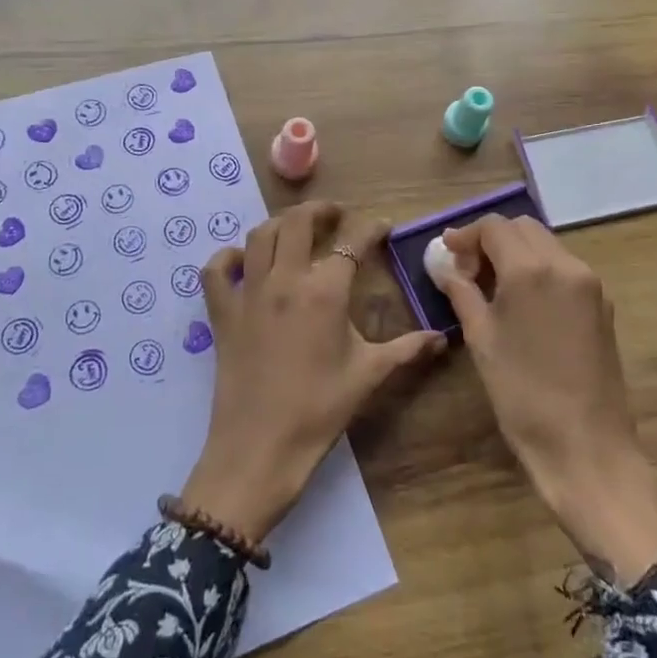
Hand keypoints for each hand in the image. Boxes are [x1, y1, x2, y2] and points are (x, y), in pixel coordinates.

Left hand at [181, 201, 445, 543]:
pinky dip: (227, 258)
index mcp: (324, 291)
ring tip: (295, 230)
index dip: (370, 230)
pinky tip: (242, 261)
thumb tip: (440, 338)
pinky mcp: (222, 313)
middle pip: (297, 222)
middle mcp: (284, 280)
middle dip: (319, 211)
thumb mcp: (369, 375)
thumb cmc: (320, 410)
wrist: (260, 447)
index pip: (351, 243)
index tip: (382, 226)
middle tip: (335, 216)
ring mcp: (248, 293)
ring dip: (279, 224)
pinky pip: (216, 271)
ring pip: (259, 236)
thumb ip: (406, 349)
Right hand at [439, 214, 656, 585]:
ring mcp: (590, 284)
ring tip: (492, 286)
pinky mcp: (603, 305)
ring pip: (546, 244)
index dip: (466, 235)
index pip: (494, 227)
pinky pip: (565, 268)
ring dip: (516, 252)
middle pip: (523, 228)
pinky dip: (539, 269)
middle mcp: (566, 265)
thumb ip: (461, 292)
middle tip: (468, 269)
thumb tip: (445, 266)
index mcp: (531, 269)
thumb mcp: (481, 339)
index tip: (447, 254)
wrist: (586, 446)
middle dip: (492, 239)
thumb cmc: (522, 393)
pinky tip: (522, 301)